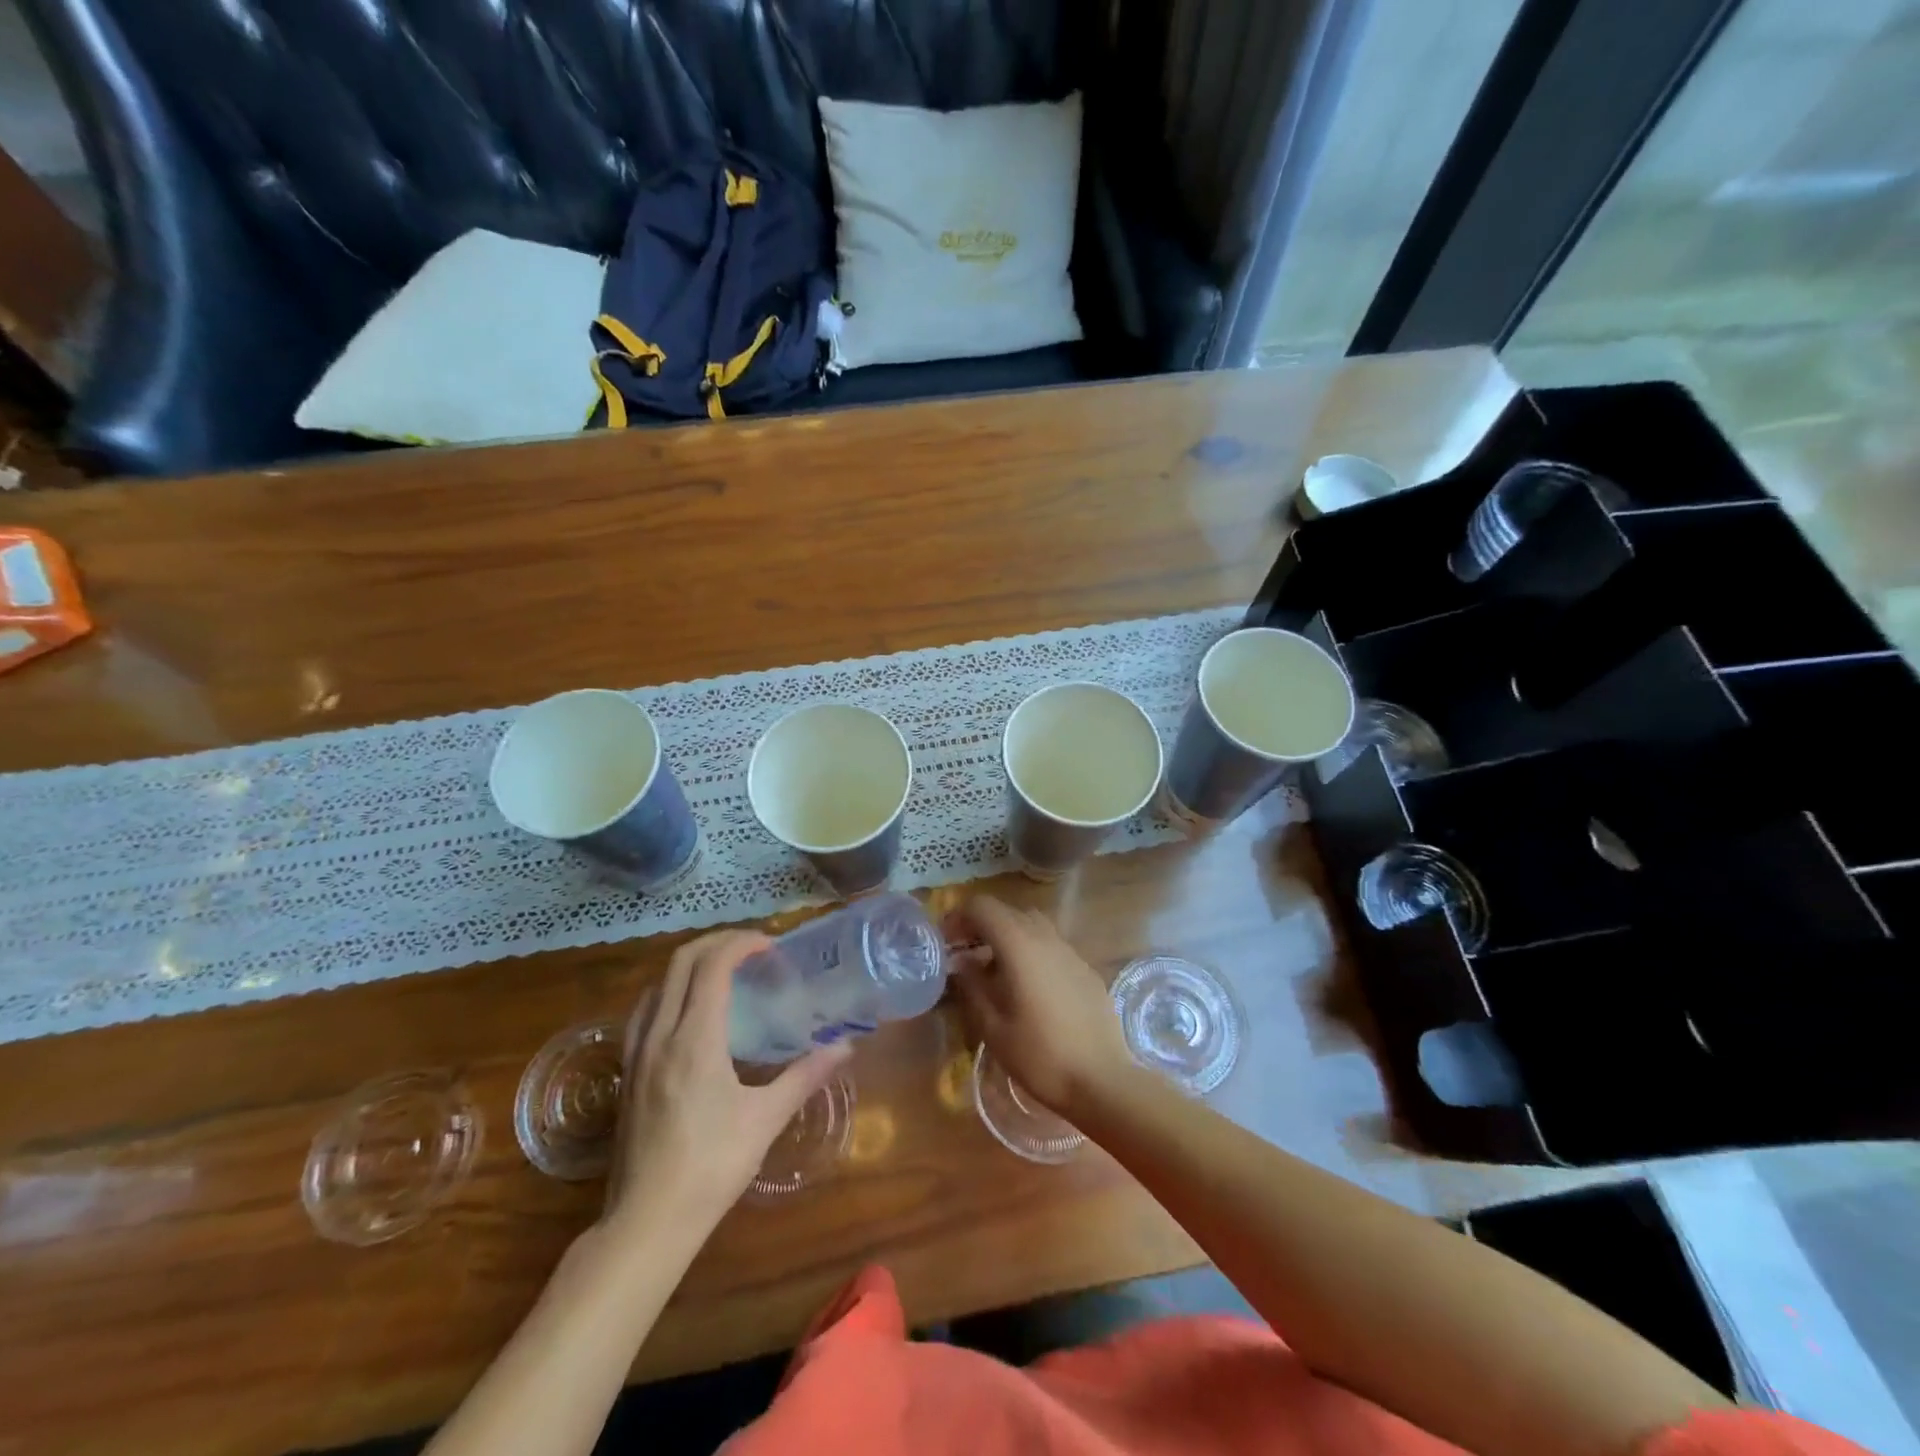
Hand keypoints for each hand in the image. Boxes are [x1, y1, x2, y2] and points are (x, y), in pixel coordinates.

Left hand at [603, 931, 850, 1234]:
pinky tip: (689, 1014)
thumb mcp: (765, 1119)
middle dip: (717, 943)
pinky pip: (645, 1010)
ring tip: (724, 974)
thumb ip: (805, 1075)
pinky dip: (670, 991)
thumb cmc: (712, 1167)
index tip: (770, 947)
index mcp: (696, 1039)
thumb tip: (845, 1047)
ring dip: (691, 964)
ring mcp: (638, 1052)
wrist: (647, 1222)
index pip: (713, 965)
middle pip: (681, 961)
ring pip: (659, 982)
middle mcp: (661, 1034)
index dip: (742, 943)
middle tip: (751, 950)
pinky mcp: (629, 1072)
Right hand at [944, 896, 1132, 1116]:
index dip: (959, 917)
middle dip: (982, 927)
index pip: (982, 906)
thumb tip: (961, 961)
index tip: (947, 943)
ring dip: (1009, 938)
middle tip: (966, 956)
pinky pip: (1052, 947)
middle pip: (1008, 912)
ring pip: (1033, 926)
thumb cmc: (1039, 1055)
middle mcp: (1046, 937)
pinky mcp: (1086, 969)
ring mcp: (1070, 951)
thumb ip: (972, 985)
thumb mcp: (992, 1026)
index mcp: (1019, 944)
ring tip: (996, 972)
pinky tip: (1030, 988)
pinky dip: (1033, 953)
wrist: (1101, 1080)